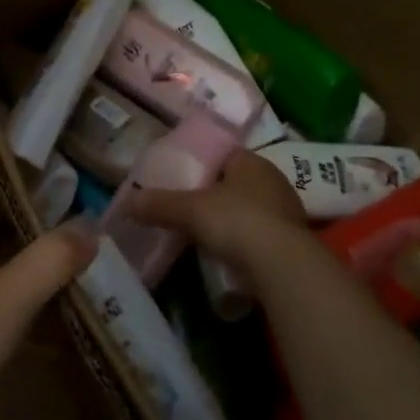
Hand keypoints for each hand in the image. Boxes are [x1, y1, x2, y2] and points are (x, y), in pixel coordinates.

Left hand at [0, 148, 96, 419]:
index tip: (7, 128)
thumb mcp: (8, 296)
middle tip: (55, 176)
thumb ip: (51, 260)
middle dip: (14, 196)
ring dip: (24, 243)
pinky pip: (1, 297)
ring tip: (64, 227)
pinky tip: (57, 296)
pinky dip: (27, 290)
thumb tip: (92, 229)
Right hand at [127, 150, 307, 278]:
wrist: (282, 265)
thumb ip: (159, 204)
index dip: (201, 164)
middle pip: (236, 182)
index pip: (223, 154)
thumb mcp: (189, 210)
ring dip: (231, 218)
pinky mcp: (292, 240)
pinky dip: (244, 240)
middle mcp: (273, 179)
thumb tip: (126, 202)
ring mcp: (286, 210)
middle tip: (187, 207)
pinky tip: (227, 252)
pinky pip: (260, 234)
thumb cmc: (236, 221)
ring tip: (204, 232)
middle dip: (214, 193)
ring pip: (250, 208)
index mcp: (251, 161)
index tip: (180, 178)